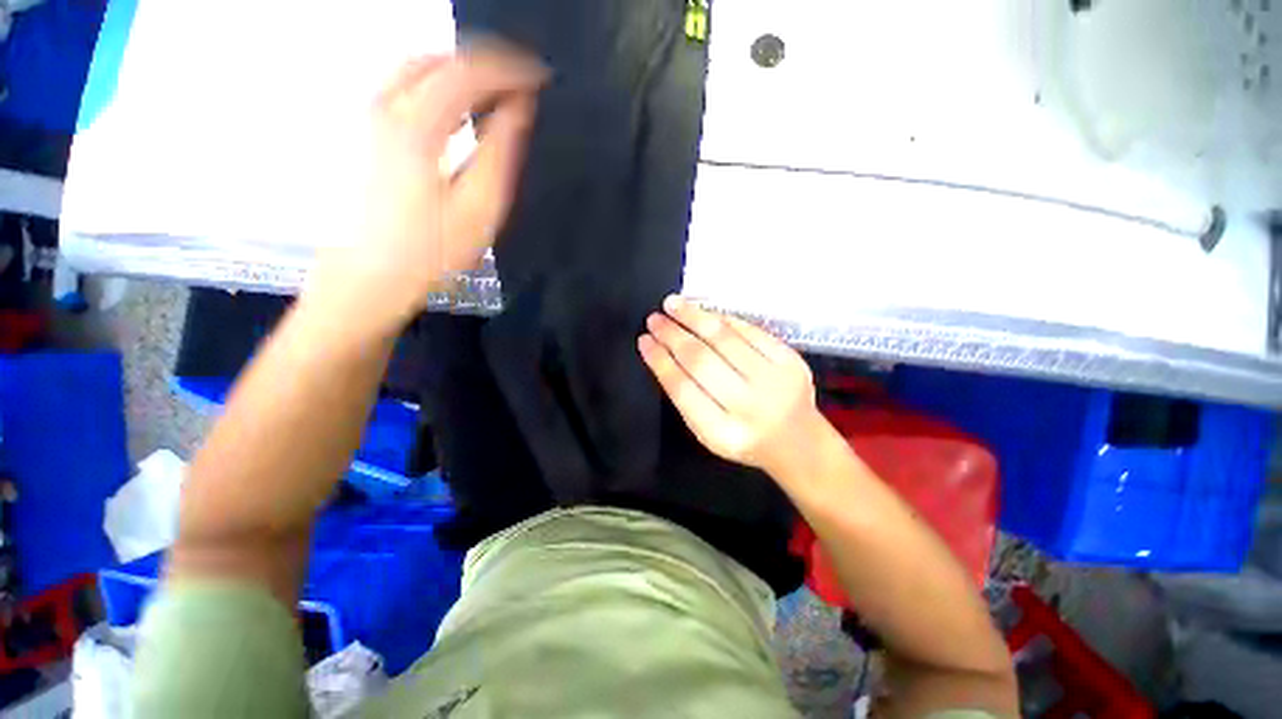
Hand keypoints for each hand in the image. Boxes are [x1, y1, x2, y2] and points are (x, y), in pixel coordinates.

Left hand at [307, 43, 546, 329]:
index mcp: (416, 125)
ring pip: (417, 67)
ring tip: (495, 88)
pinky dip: (438, 82)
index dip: (508, 69)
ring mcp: (368, 116)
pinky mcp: (364, 132)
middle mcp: (385, 106)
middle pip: (439, 60)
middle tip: (521, 80)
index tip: (540, 77)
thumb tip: (518, 108)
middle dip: (485, 61)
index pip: (468, 73)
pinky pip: (405, 85)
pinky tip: (457, 103)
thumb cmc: (430, 250)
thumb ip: (499, 152)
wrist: (369, 276)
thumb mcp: (478, 208)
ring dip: (461, 69)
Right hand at [638, 296, 824, 476]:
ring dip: (694, 318)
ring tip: (672, 304)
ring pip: (725, 339)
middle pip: (702, 361)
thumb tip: (663, 352)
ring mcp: (775, 381)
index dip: (660, 361)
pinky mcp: (791, 361)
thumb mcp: (709, 433)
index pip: (682, 389)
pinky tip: (703, 312)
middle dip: (672, 336)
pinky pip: (749, 331)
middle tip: (654, 319)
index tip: (644, 341)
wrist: (798, 441)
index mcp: (724, 434)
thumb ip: (687, 398)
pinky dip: (723, 319)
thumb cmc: (745, 438)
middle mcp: (751, 407)